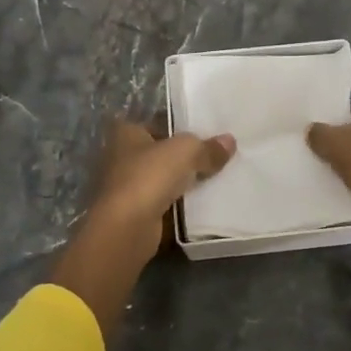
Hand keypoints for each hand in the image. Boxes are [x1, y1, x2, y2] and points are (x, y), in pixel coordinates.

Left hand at [54, 118, 235, 335]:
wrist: (127, 227)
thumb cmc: (150, 176)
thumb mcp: (186, 151)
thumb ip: (207, 147)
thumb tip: (229, 141)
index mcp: (126, 133)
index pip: (154, 123)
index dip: (176, 126)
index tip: (201, 133)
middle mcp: (120, 157)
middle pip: (158, 152)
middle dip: (181, 157)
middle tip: (213, 156)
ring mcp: (125, 188)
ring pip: (160, 179)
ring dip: (180, 182)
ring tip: (213, 180)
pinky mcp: (132, 214)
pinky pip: (162, 204)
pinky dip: (177, 205)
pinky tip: (200, 205)